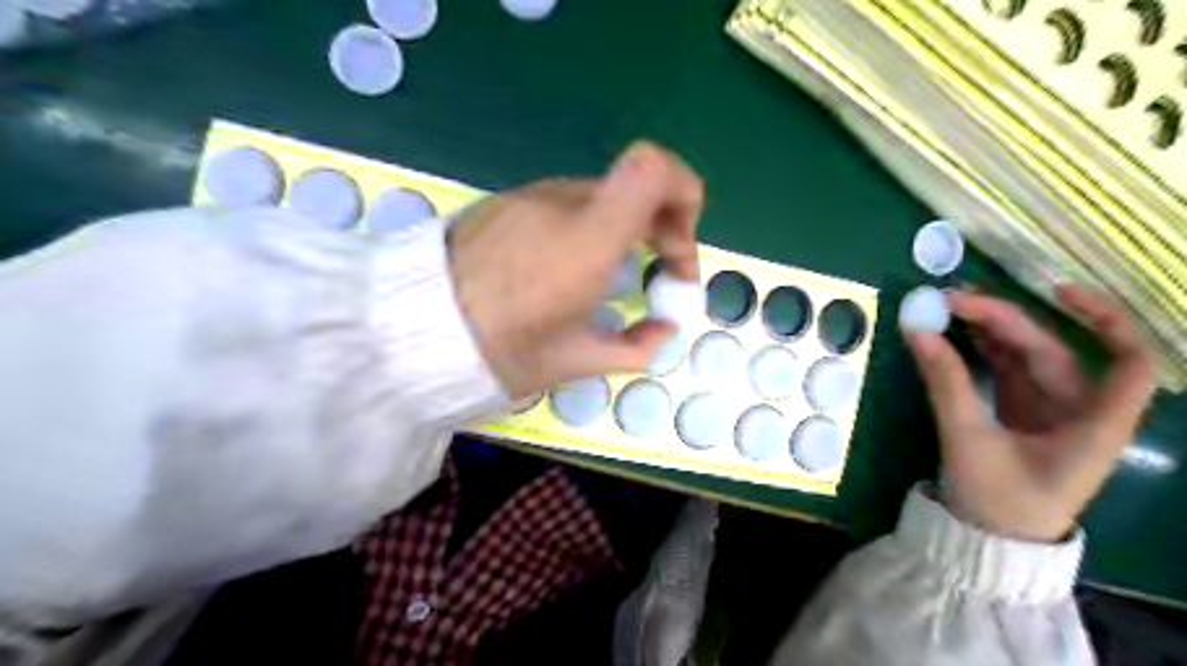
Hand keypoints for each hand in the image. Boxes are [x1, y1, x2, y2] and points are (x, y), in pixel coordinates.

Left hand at [449, 141, 695, 397]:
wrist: (411, 332)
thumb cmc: (500, 352)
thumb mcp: (575, 362)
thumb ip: (636, 346)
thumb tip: (664, 330)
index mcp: (586, 240)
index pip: (653, 168)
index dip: (684, 194)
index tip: (677, 249)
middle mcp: (561, 203)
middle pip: (635, 186)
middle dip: (662, 227)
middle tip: (656, 275)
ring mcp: (529, 197)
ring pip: (601, 198)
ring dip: (623, 231)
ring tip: (607, 279)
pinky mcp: (506, 203)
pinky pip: (565, 205)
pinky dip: (588, 229)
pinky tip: (564, 270)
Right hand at [906, 283, 1154, 539]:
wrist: (990, 539)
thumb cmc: (996, 499)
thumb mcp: (967, 440)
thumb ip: (945, 383)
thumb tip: (917, 331)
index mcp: (1094, 424)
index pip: (1129, 362)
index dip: (1105, 320)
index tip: (1056, 292)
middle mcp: (1080, 409)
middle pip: (1053, 349)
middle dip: (1004, 319)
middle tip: (950, 299)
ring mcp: (1050, 409)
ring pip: (1027, 355)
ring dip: (991, 329)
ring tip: (948, 307)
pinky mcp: (1023, 411)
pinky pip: (1007, 369)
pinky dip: (983, 348)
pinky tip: (956, 332)